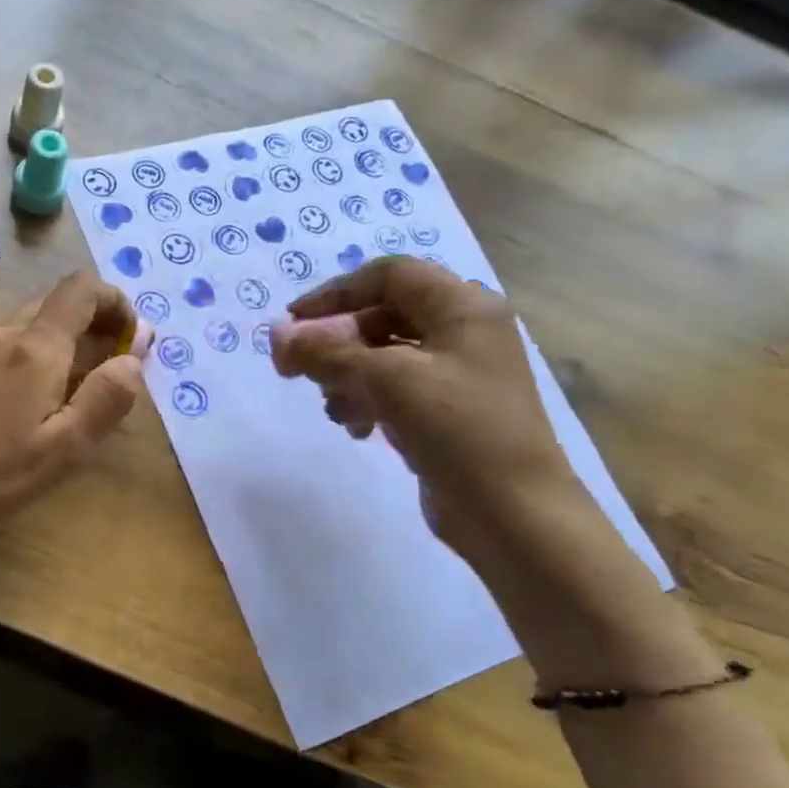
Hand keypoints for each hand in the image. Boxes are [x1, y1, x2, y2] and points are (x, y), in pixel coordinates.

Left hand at [0, 270, 147, 541]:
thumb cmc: (2, 472)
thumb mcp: (70, 444)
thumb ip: (109, 395)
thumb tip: (134, 355)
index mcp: (36, 346)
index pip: (83, 288)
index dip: (117, 302)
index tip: (134, 339)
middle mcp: (6, 333)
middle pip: (60, 302)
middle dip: (97, 323)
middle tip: (116, 367)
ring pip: (36, 321)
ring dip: (70, 340)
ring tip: (84, 389)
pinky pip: (15, 342)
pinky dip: (43, 353)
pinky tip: (44, 399)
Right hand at [270, 256, 579, 552]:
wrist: (513, 511)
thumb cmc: (458, 430)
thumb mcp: (387, 381)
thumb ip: (327, 353)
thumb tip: (276, 336)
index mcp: (462, 307)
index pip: (388, 275)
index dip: (335, 293)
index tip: (293, 325)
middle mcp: (463, 331)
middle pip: (382, 316)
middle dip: (336, 343)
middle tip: (296, 372)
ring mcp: (457, 374)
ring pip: (384, 357)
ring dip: (347, 377)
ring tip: (333, 409)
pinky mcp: (447, 411)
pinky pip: (395, 390)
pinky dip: (367, 402)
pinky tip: (357, 429)